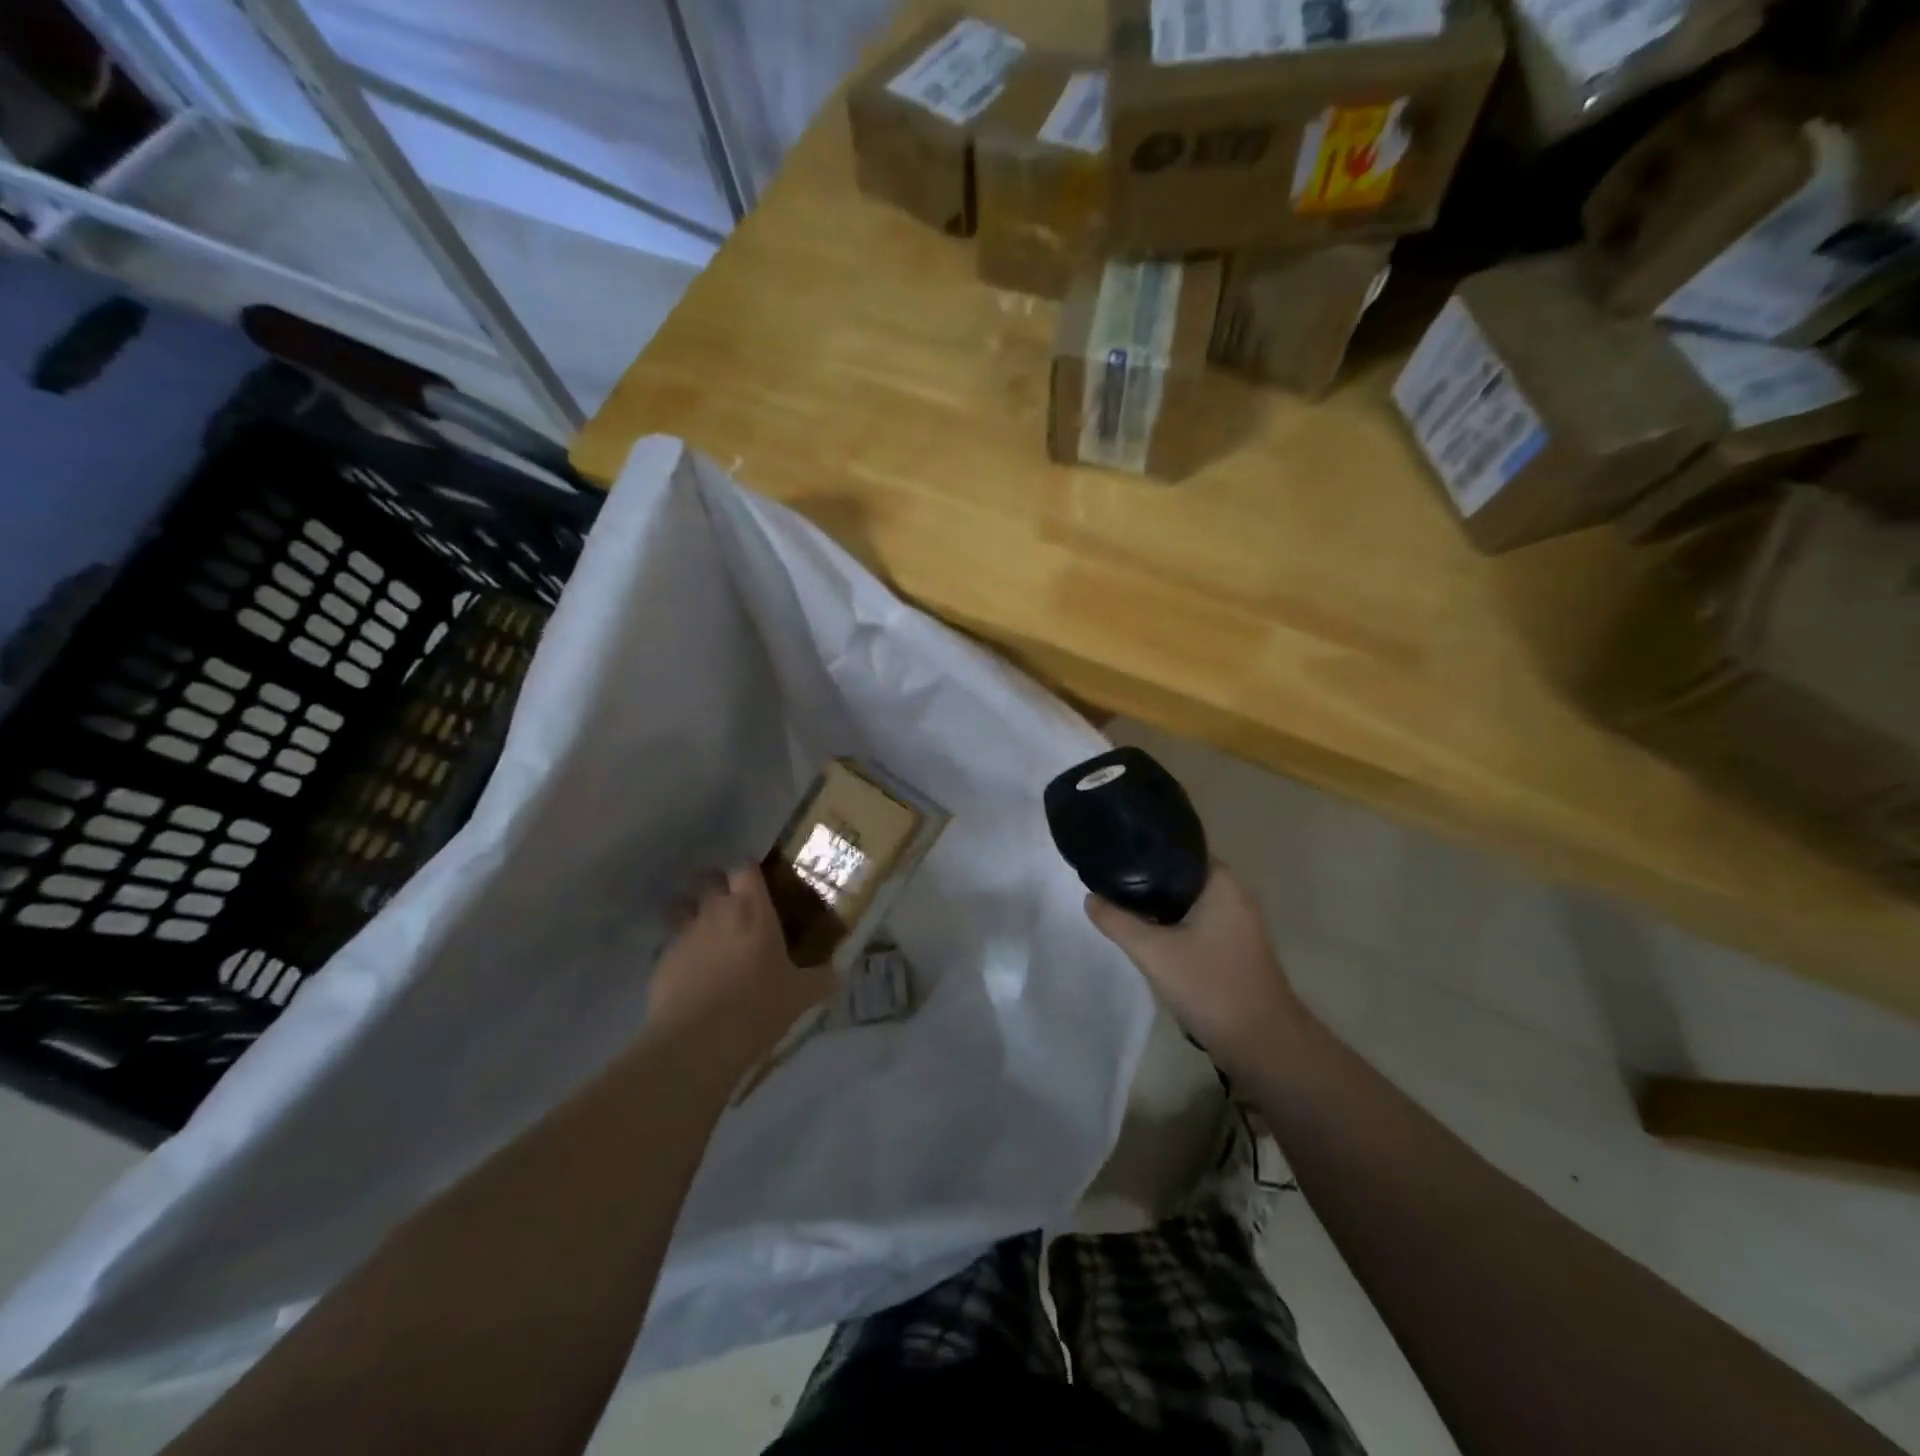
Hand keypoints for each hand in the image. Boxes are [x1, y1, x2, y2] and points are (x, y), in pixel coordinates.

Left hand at [646, 866, 834, 1076]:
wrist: (698, 1041)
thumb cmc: (758, 1006)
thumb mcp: (801, 995)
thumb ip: (821, 978)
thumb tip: (838, 971)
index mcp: (752, 909)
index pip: (745, 868)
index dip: (749, 871)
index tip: (758, 883)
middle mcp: (716, 912)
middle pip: (708, 878)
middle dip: (716, 885)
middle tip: (731, 904)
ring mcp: (684, 934)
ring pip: (682, 906)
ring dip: (691, 911)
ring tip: (706, 932)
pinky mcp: (662, 961)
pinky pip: (671, 944)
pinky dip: (681, 951)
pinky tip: (692, 973)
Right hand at [1085, 864, 1306, 1077]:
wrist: (1263, 1045)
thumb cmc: (1211, 987)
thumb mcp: (1154, 953)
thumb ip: (1117, 922)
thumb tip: (1090, 899)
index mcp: (1221, 882)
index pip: (1181, 846)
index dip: (1147, 847)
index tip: (1116, 851)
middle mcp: (1234, 894)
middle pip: (1182, 873)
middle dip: (1147, 877)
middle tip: (1110, 879)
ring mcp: (1238, 922)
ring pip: (1188, 900)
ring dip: (1159, 903)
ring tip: (1122, 903)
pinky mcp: (1236, 946)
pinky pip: (1198, 920)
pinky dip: (1174, 922)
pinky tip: (1149, 934)